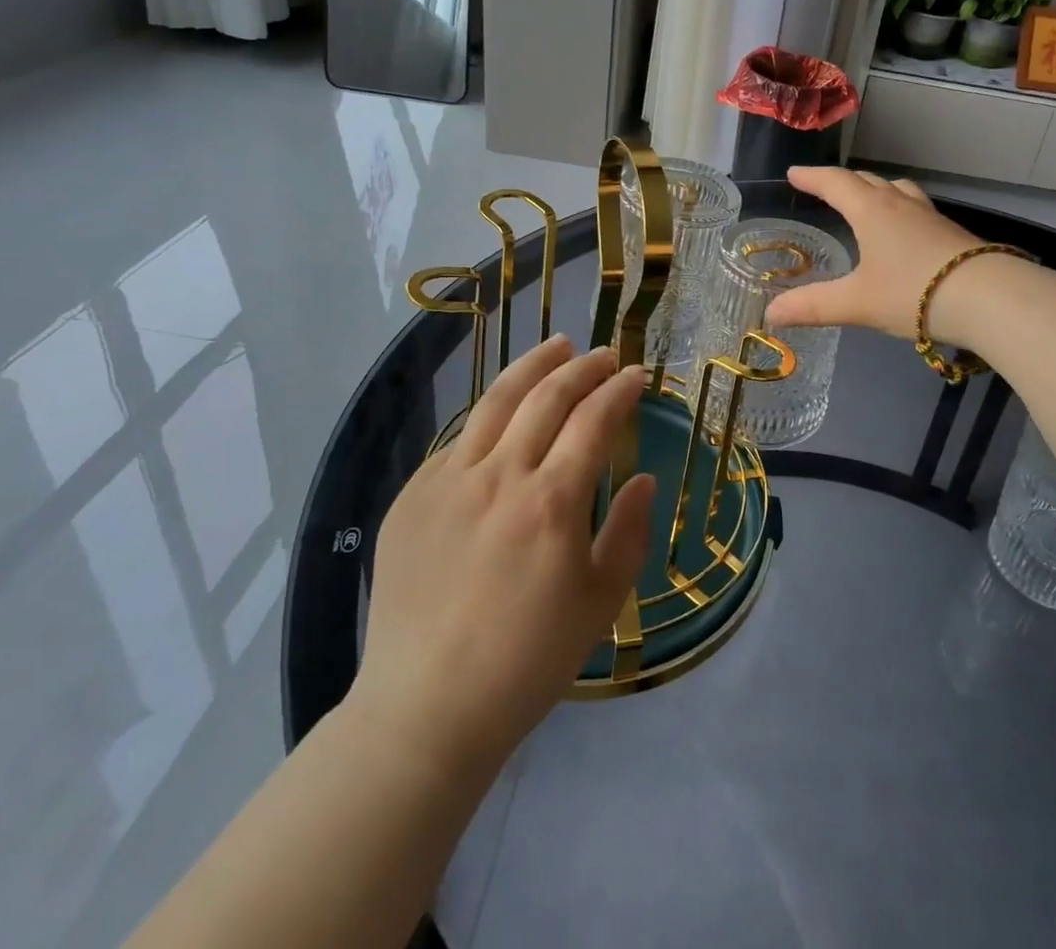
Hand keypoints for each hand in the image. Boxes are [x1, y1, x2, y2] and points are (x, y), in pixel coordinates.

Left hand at [348, 335, 654, 775]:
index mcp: (551, 502)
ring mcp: (447, 482)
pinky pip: (458, 440)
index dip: (619, 389)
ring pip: (495, 402)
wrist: (425, 708)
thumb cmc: (528, 660)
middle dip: (582, 367)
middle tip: (604, 354)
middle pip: (546, 397)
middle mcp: (499, 477)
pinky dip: (490, 416)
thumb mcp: (601, 602)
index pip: (593, 420)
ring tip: (557, 346)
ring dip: (533, 367)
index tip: (637, 375)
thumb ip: (630, 531)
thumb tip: (644, 477)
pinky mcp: (411, 497)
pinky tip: (504, 415)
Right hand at [763, 167, 990, 341]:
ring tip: (867, 198)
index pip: (835, 183)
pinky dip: (900, 208)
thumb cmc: (914, 292)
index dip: (812, 177)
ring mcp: (930, 216)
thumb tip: (770, 314)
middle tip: (824, 186)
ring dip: (876, 189)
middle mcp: (900, 205)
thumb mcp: (857, 303)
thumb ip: (813, 307)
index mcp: (872, 211)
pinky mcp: (951, 233)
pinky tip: (905, 231)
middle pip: (867, 181)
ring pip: (898, 190)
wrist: (988, 298)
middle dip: (842, 181)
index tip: (793, 174)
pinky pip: (917, 208)